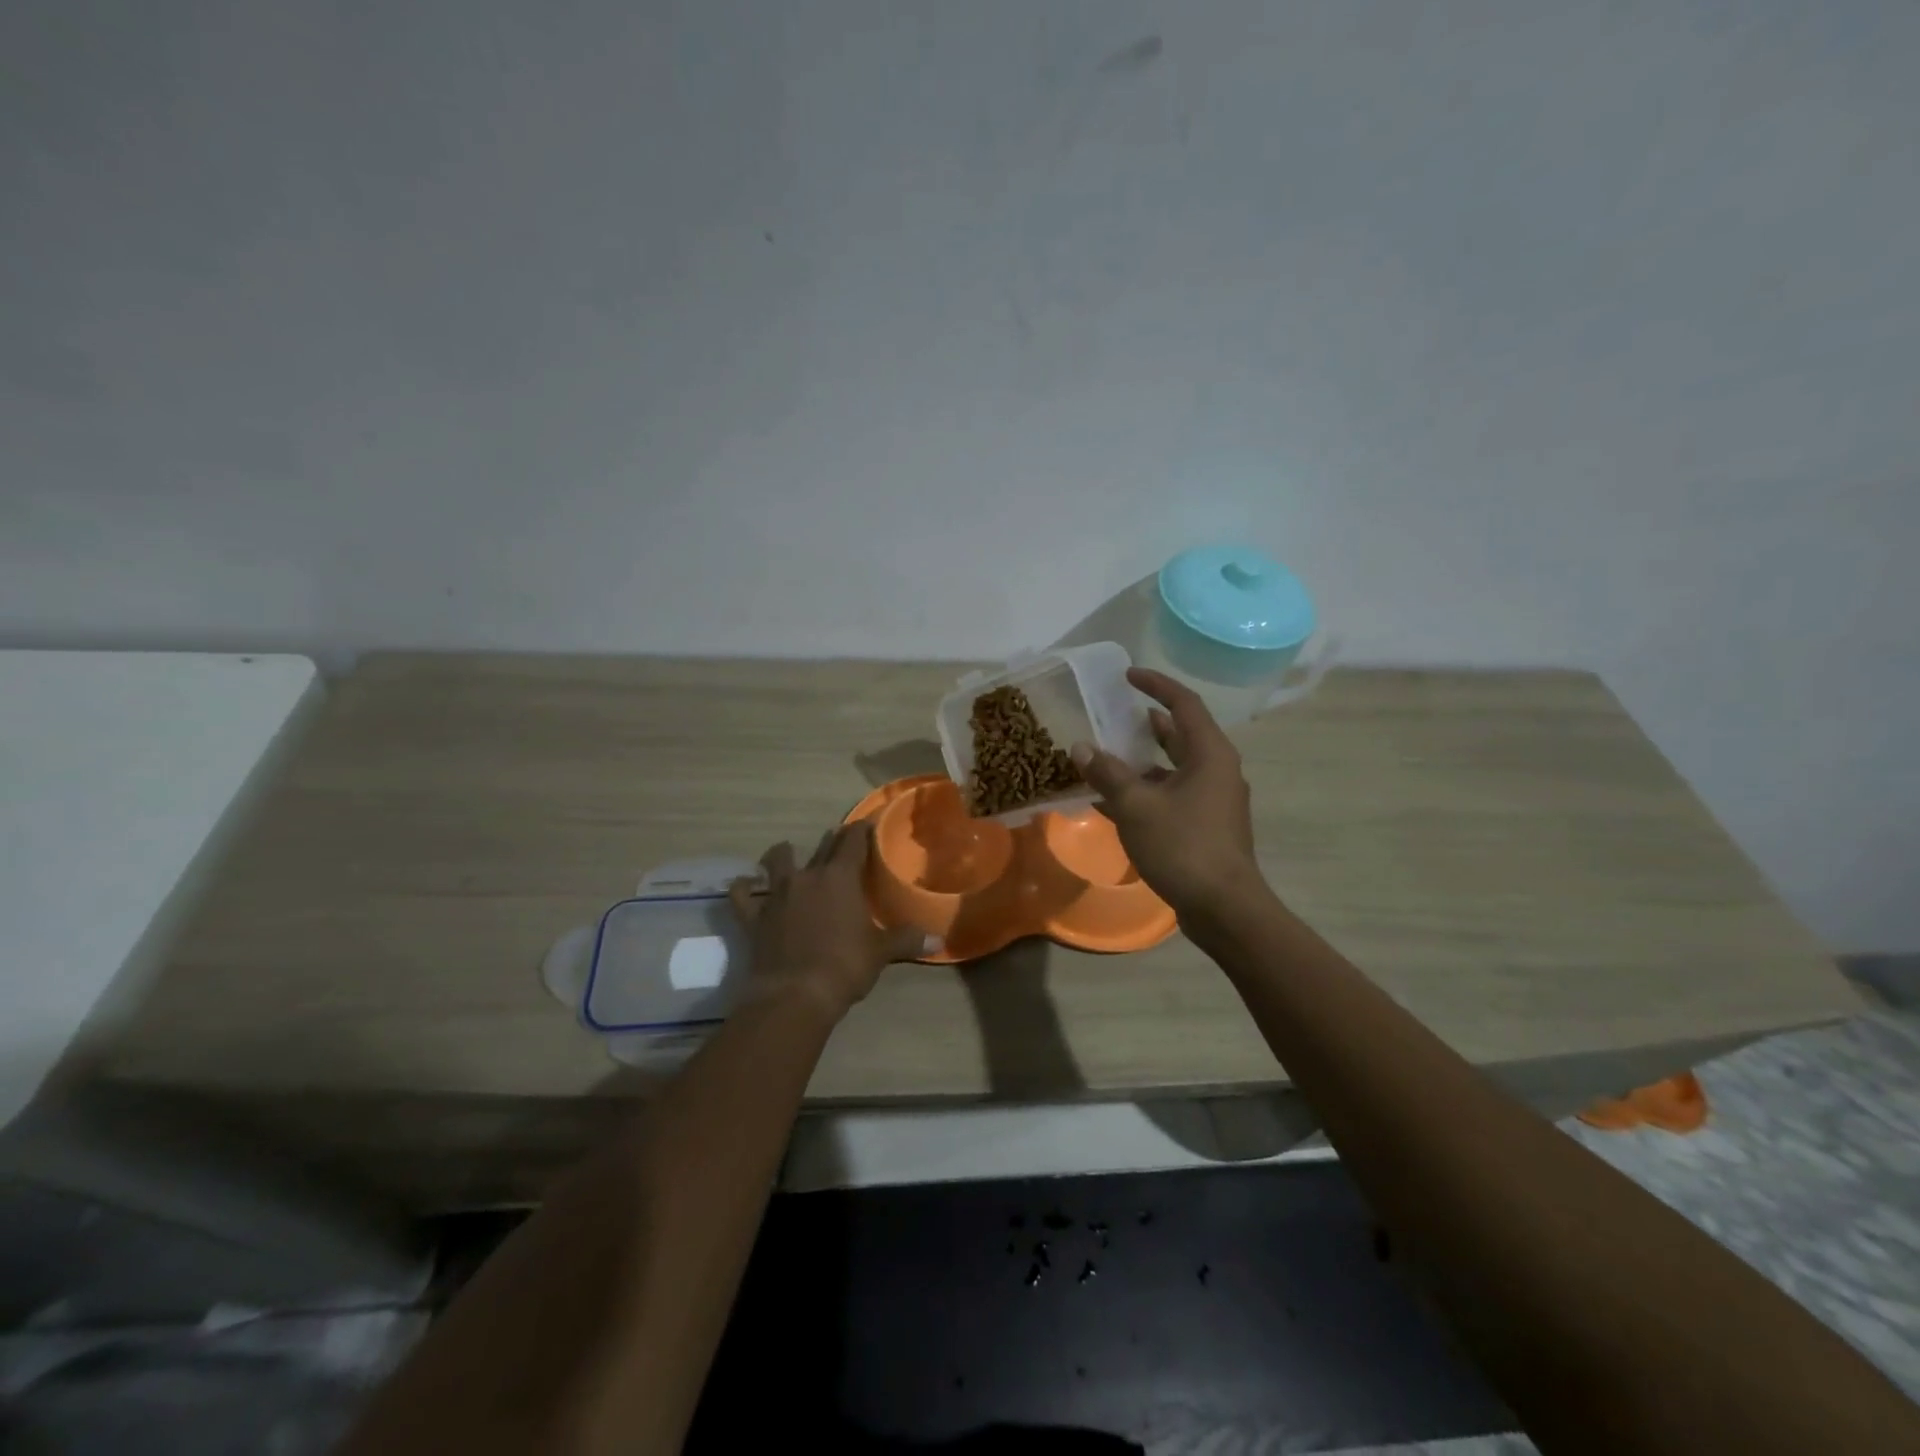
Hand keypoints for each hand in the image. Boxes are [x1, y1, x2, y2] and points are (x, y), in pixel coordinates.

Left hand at [730, 823, 930, 1021]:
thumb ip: (907, 940)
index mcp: (841, 878)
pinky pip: (743, 897)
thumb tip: (938, 940)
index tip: (868, 823)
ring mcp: (777, 895)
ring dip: (782, 855)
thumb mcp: (881, 952)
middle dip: (833, 840)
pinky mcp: (754, 917)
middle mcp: (808, 877)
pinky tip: (743, 885)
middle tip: (840, 838)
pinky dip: (743, 889)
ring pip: (778, 862)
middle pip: (822, 847)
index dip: (861, 830)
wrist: (793, 995)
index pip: (853, 841)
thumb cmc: (844, 966)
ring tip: (786, 852)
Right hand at [1071, 668, 1265, 923]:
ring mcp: (1215, 800)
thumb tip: (1081, 748)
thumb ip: (1107, 773)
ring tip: (1108, 756)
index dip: (1156, 685)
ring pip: (1176, 768)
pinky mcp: (1208, 826)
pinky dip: (1148, 791)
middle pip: (1182, 734)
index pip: (1184, 704)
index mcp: (1210, 754)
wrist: (1224, 908)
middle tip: (1115, 715)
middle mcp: (1218, 770)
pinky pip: (1174, 795)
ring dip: (1144, 761)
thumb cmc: (1183, 846)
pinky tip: (1115, 802)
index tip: (1127, 676)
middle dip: (1148, 723)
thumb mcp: (1137, 806)